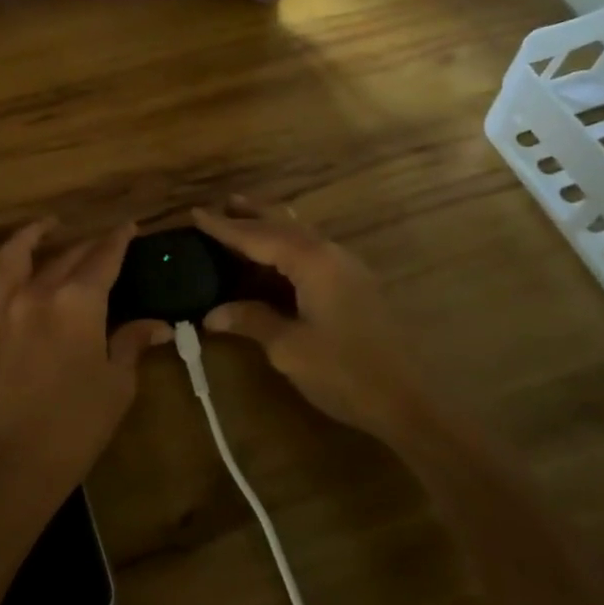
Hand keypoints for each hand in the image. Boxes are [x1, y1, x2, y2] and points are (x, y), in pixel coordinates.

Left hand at [0, 219, 170, 510]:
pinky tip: (10, 264)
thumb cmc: (76, 426)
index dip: (119, 240)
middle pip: (67, 255)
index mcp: (78, 302)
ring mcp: (5, 307)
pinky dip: (1, 265)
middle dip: (90, 244)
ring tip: (48, 226)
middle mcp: (39, 291)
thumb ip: (131, 343)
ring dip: (34, 235)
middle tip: (107, 242)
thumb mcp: (116, 384)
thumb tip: (159, 325)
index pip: (104, 257)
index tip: (130, 227)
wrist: (12, 464)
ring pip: (16, 255)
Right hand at [194, 198, 427, 444]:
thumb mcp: (289, 349)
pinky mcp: (356, 285)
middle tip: (222, 203)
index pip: (258, 236)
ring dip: (273, 225)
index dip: (224, 227)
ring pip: (302, 234)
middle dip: (252, 214)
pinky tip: (278, 256)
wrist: (408, 401)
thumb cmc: (344, 372)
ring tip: (246, 218)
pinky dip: (288, 245)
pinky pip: (314, 250)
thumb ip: (251, 321)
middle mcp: (331, 254)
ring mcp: (348, 268)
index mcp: (312, 261)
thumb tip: (211, 314)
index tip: (196, 213)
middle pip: (285, 224)